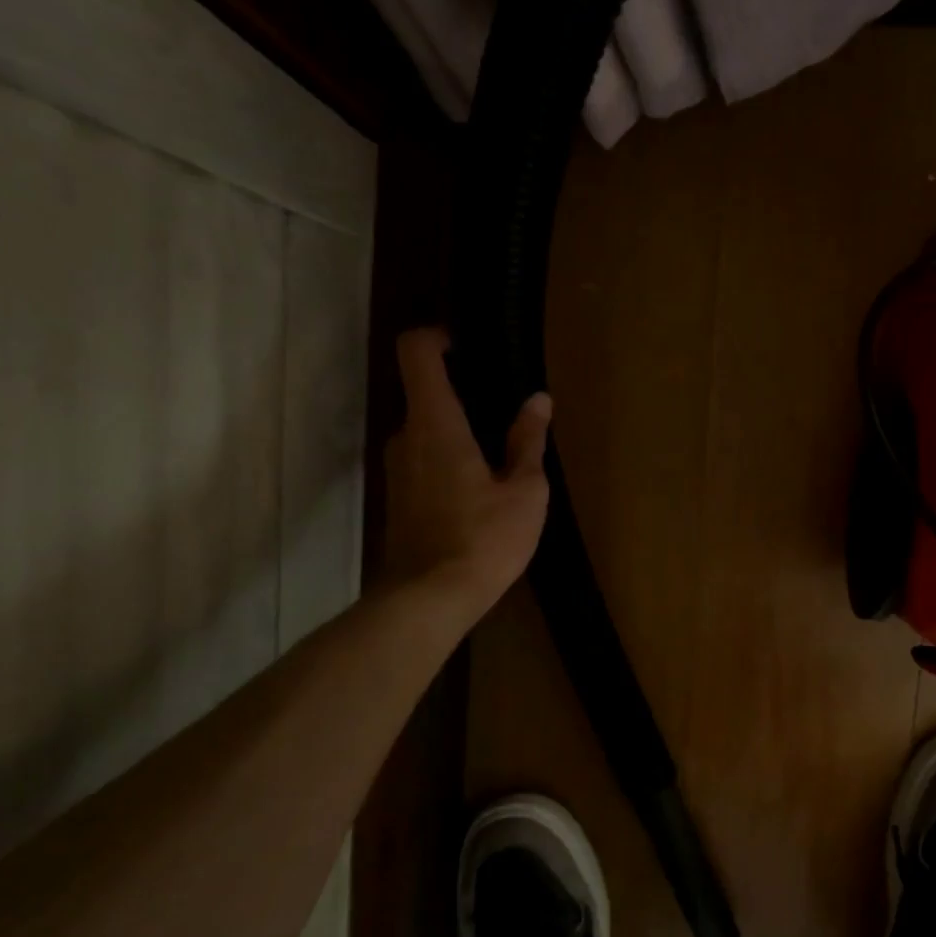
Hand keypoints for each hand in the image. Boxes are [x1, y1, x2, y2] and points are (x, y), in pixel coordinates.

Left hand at [382, 328, 551, 628]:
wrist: (429, 599)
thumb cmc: (484, 539)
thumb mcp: (524, 490)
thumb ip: (529, 441)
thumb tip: (538, 400)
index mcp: (436, 424)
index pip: (417, 354)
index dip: (438, 337)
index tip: (468, 345)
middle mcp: (407, 437)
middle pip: (426, 393)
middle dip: (464, 394)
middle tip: (507, 414)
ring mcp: (397, 468)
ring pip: (427, 429)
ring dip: (458, 431)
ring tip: (501, 456)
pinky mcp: (398, 496)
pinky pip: (424, 457)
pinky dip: (449, 457)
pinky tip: (481, 489)